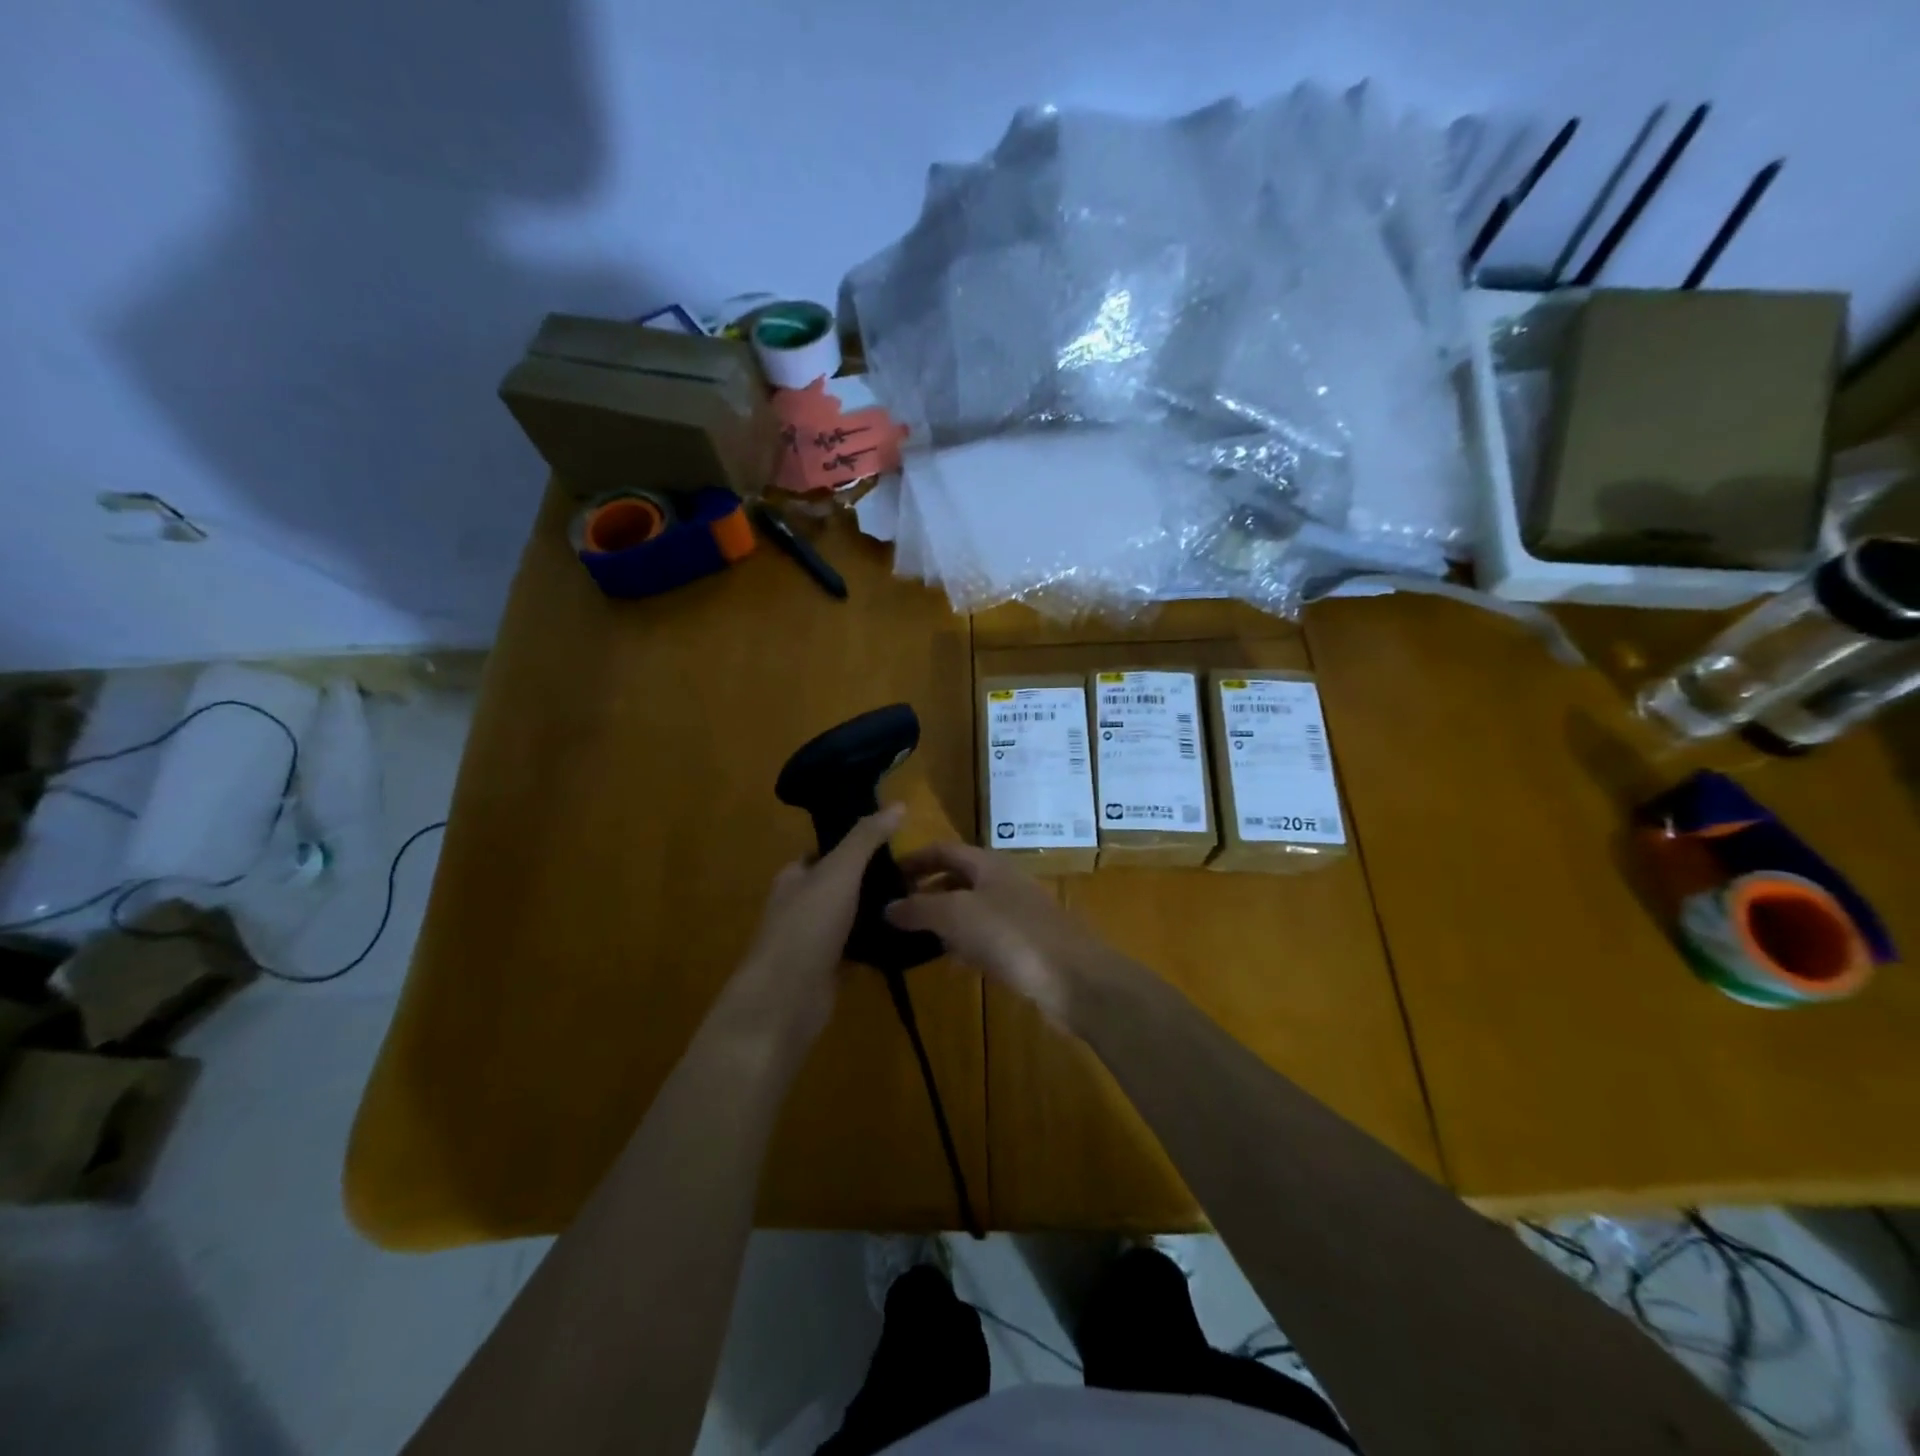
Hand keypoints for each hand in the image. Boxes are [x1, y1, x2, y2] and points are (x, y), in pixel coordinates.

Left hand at [723, 805, 906, 1047]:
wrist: (785, 1000)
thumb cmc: (807, 927)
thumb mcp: (839, 872)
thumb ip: (866, 838)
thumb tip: (897, 804)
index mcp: (795, 877)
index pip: (826, 852)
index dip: (856, 845)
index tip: (895, 842)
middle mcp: (801, 905)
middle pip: (842, 885)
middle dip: (873, 880)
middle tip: (916, 874)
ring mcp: (813, 940)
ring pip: (851, 918)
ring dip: (878, 912)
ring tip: (919, 901)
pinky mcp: (828, 970)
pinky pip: (858, 950)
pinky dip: (878, 944)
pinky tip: (907, 938)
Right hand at [886, 843, 1113, 1026]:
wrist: (1074, 978)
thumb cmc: (1011, 935)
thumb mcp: (956, 915)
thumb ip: (918, 908)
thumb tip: (887, 907)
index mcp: (987, 864)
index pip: (944, 850)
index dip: (914, 859)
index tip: (885, 876)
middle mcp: (1002, 883)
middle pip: (957, 879)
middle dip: (925, 891)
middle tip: (893, 912)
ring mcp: (1017, 915)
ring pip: (970, 910)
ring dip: (943, 921)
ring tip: (911, 938)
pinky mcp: (1025, 947)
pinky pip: (986, 939)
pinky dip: (965, 945)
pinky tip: (951, 963)